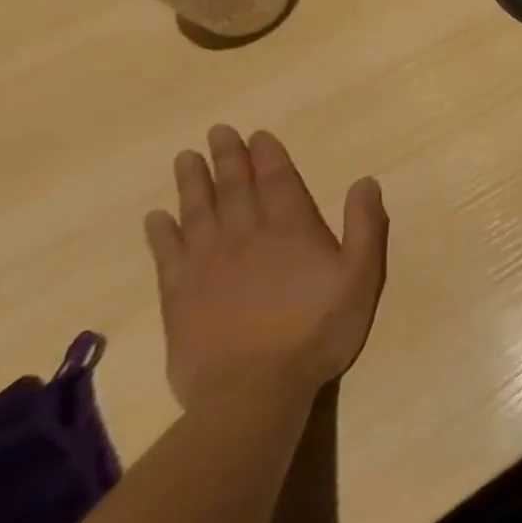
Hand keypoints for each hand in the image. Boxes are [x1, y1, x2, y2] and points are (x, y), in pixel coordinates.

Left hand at [144, 125, 388, 410]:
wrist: (255, 390)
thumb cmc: (318, 329)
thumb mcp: (361, 275)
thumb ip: (365, 225)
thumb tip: (364, 181)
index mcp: (291, 228)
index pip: (277, 180)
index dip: (268, 155)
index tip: (257, 134)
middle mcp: (246, 236)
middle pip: (234, 188)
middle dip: (227, 158)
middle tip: (216, 132)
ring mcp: (208, 266)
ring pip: (197, 212)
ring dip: (192, 183)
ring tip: (185, 158)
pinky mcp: (180, 298)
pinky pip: (168, 255)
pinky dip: (161, 233)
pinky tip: (156, 217)